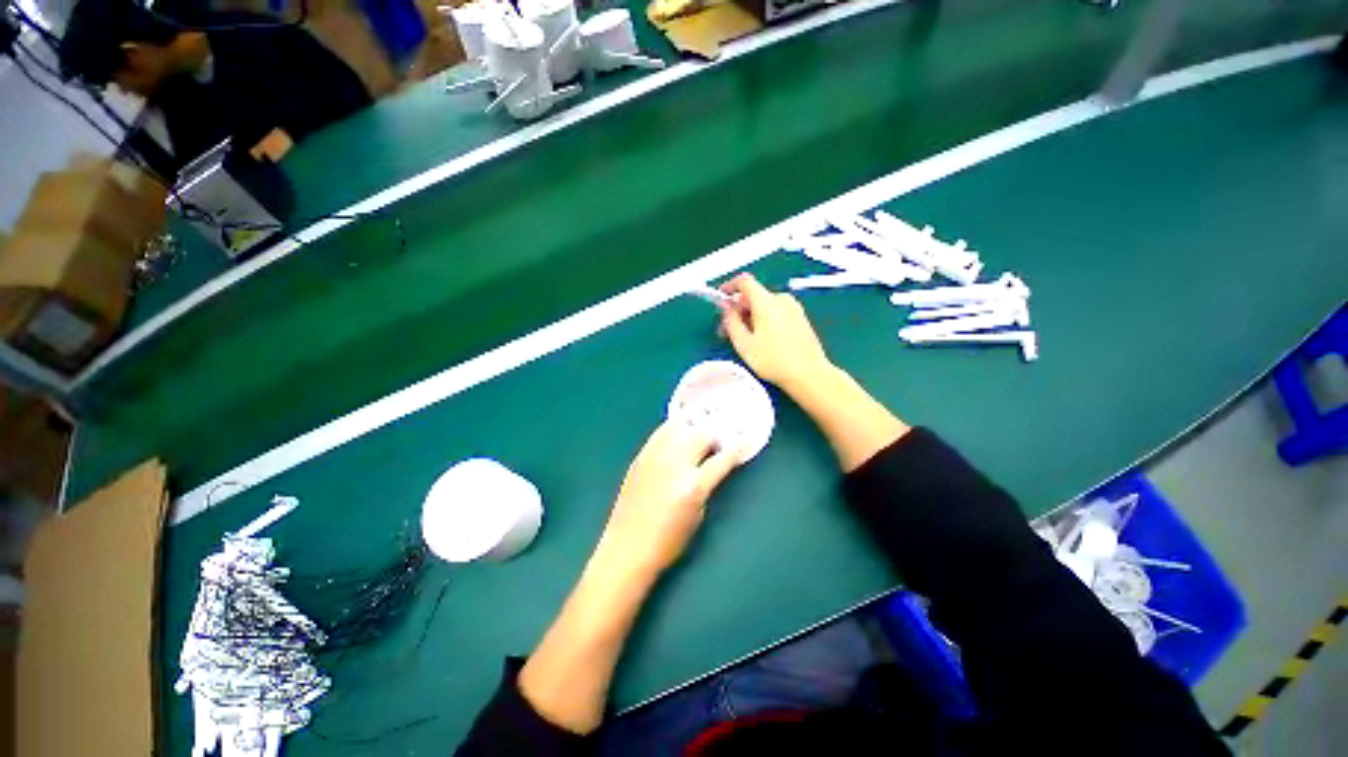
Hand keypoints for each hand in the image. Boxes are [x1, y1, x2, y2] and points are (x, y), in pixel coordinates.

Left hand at [597, 421, 742, 577]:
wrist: (626, 547)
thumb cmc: (668, 541)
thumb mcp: (698, 515)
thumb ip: (708, 484)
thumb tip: (714, 464)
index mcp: (693, 485)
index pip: (723, 458)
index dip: (737, 448)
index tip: (746, 441)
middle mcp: (675, 465)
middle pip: (701, 434)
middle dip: (714, 436)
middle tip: (716, 443)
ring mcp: (655, 457)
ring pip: (680, 426)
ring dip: (693, 428)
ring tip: (697, 433)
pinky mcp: (641, 456)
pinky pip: (661, 432)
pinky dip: (673, 429)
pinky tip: (677, 433)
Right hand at [720, 273, 833, 392]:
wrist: (809, 374)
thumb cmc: (773, 360)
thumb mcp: (744, 344)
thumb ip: (731, 322)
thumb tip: (726, 307)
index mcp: (766, 302)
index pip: (744, 281)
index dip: (729, 286)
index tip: (720, 297)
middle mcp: (781, 299)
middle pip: (754, 295)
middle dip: (738, 309)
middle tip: (727, 329)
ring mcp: (793, 307)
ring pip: (765, 304)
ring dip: (751, 315)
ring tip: (744, 337)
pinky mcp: (800, 317)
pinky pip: (776, 311)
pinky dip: (764, 319)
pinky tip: (761, 338)